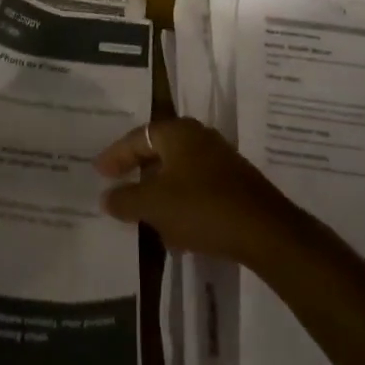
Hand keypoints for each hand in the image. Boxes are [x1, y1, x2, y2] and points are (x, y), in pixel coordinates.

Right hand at [94, 118, 299, 264]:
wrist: (265, 231)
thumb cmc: (202, 208)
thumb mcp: (154, 205)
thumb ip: (125, 199)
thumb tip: (106, 197)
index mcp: (178, 132)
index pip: (137, 138)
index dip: (115, 156)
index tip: (98, 172)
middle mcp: (199, 137)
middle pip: (159, 151)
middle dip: (138, 171)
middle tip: (117, 186)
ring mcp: (220, 160)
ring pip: (178, 171)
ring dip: (159, 190)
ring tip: (142, 212)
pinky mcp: (234, 184)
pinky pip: (196, 187)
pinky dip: (179, 202)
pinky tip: (174, 229)